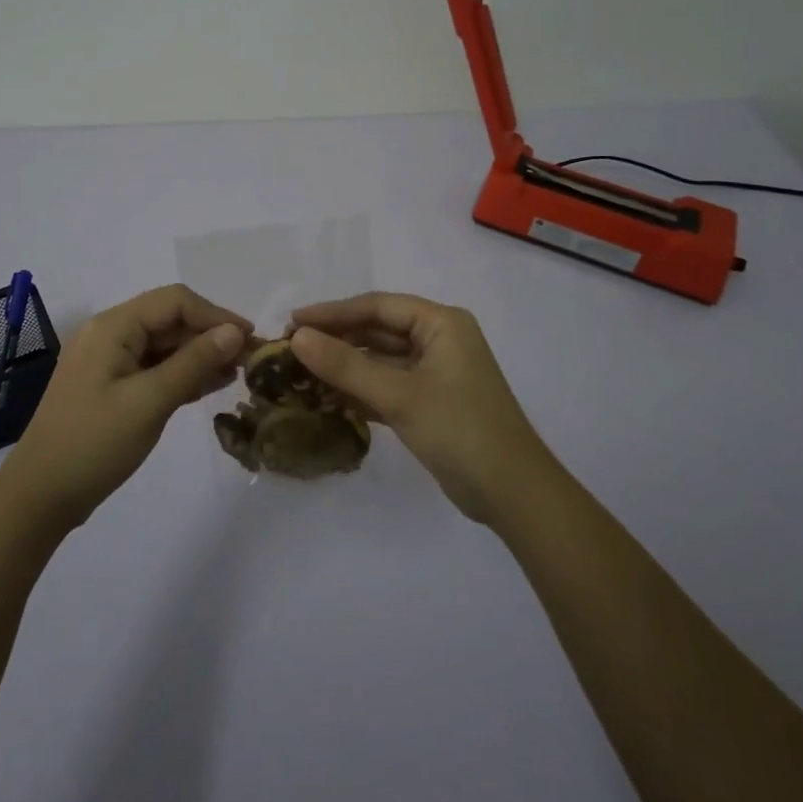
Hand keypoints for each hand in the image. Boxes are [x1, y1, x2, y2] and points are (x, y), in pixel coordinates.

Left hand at [0, 285, 251, 530]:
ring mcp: (108, 362)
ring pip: (164, 345)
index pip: (175, 301)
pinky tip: (212, 385)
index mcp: (112, 326)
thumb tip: (234, 332)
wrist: (39, 497)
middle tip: (250, 359)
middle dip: (211, 335)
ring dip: (200, 355)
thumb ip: (194, 362)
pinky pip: (153, 368)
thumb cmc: (94, 444)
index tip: (251, 339)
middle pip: (170, 319)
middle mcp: (109, 334)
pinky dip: (182, 373)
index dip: (216, 315)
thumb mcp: (150, 401)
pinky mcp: (111, 387)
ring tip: (238, 373)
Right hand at [290, 293, 554, 524]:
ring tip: (299, 373)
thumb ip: (346, 366)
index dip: (333, 312)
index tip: (292, 322)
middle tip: (289, 349)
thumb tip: (297, 338)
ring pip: (380, 361)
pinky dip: (359, 391)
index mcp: (441, 323)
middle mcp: (439, 340)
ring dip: (344, 367)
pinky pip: (387, 386)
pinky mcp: (430, 403)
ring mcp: (435, 373)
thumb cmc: (460, 430)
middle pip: (377, 331)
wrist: (513, 494)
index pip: (377, 307)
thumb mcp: (400, 395)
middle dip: (336, 339)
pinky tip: (326, 398)